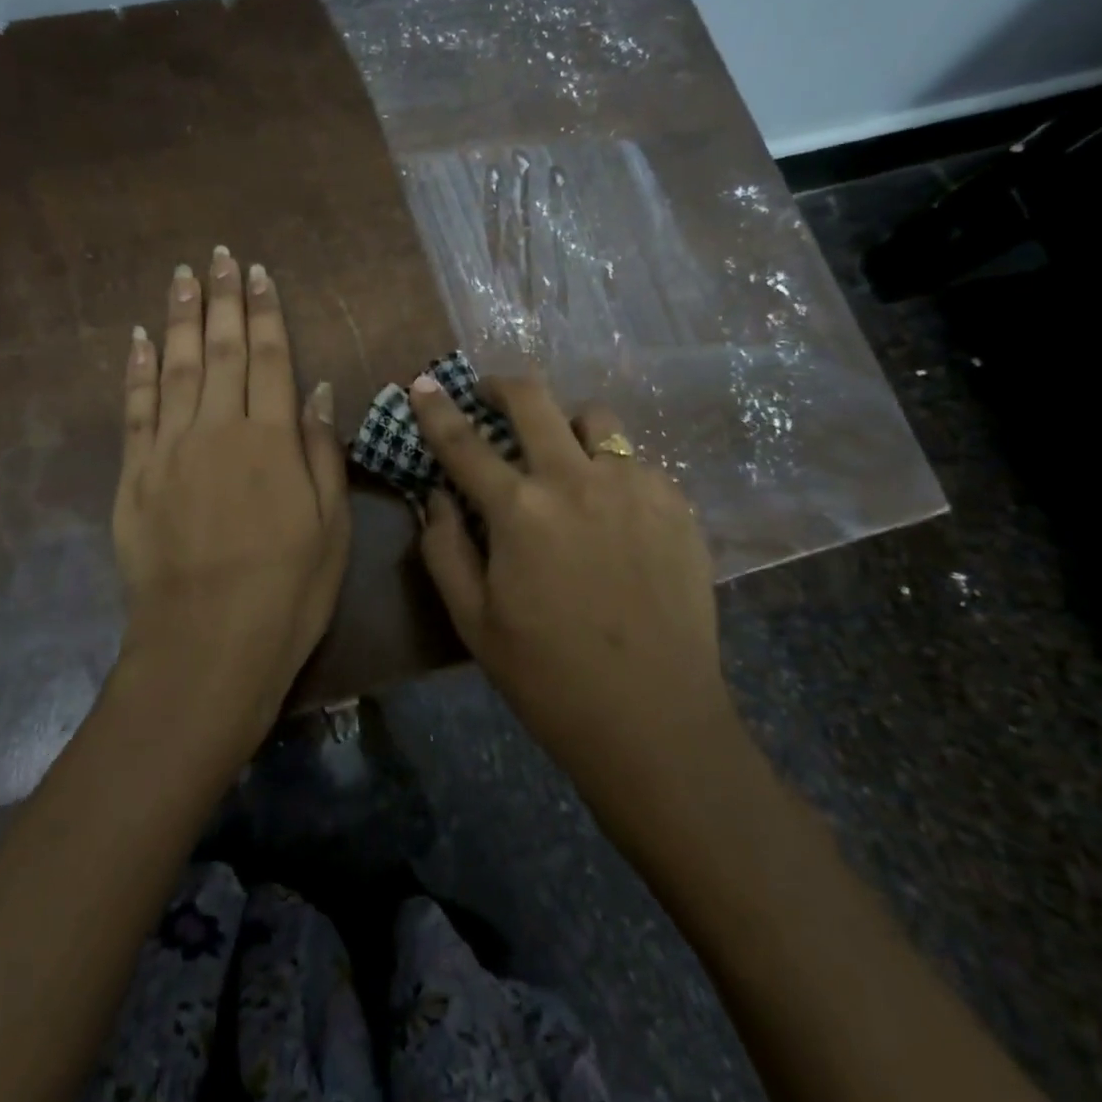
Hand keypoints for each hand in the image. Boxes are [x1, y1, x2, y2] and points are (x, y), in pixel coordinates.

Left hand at [111, 248, 349, 750]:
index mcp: (273, 440)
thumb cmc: (287, 592)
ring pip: (173, 367)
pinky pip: (135, 410)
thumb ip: (322, 452)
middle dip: (220, 299)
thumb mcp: (330, 527)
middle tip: (217, 255)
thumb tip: (319, 390)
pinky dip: (135, 370)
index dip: (265, 312)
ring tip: (181, 276)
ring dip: (177, 318)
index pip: (271, 358)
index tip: (257, 273)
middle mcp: (219, 430)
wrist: (207, 646)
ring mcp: (170, 450)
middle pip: (220, 349)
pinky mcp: (134, 476)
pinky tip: (136, 338)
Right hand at [408, 374, 732, 789]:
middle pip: (535, 400)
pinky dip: (610, 469)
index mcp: (520, 510)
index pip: (464, 441)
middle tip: (491, 395)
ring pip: (595, 419)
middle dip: (503, 386)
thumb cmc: (547, 677)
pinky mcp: (677, 504)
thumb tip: (435, 495)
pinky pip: (635, 462)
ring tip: (561, 457)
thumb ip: (443, 548)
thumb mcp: (472, 620)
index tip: (424, 382)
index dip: (437, 408)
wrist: (654, 719)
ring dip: (566, 425)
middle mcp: (577, 480)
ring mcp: (635, 486)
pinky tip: (609, 511)